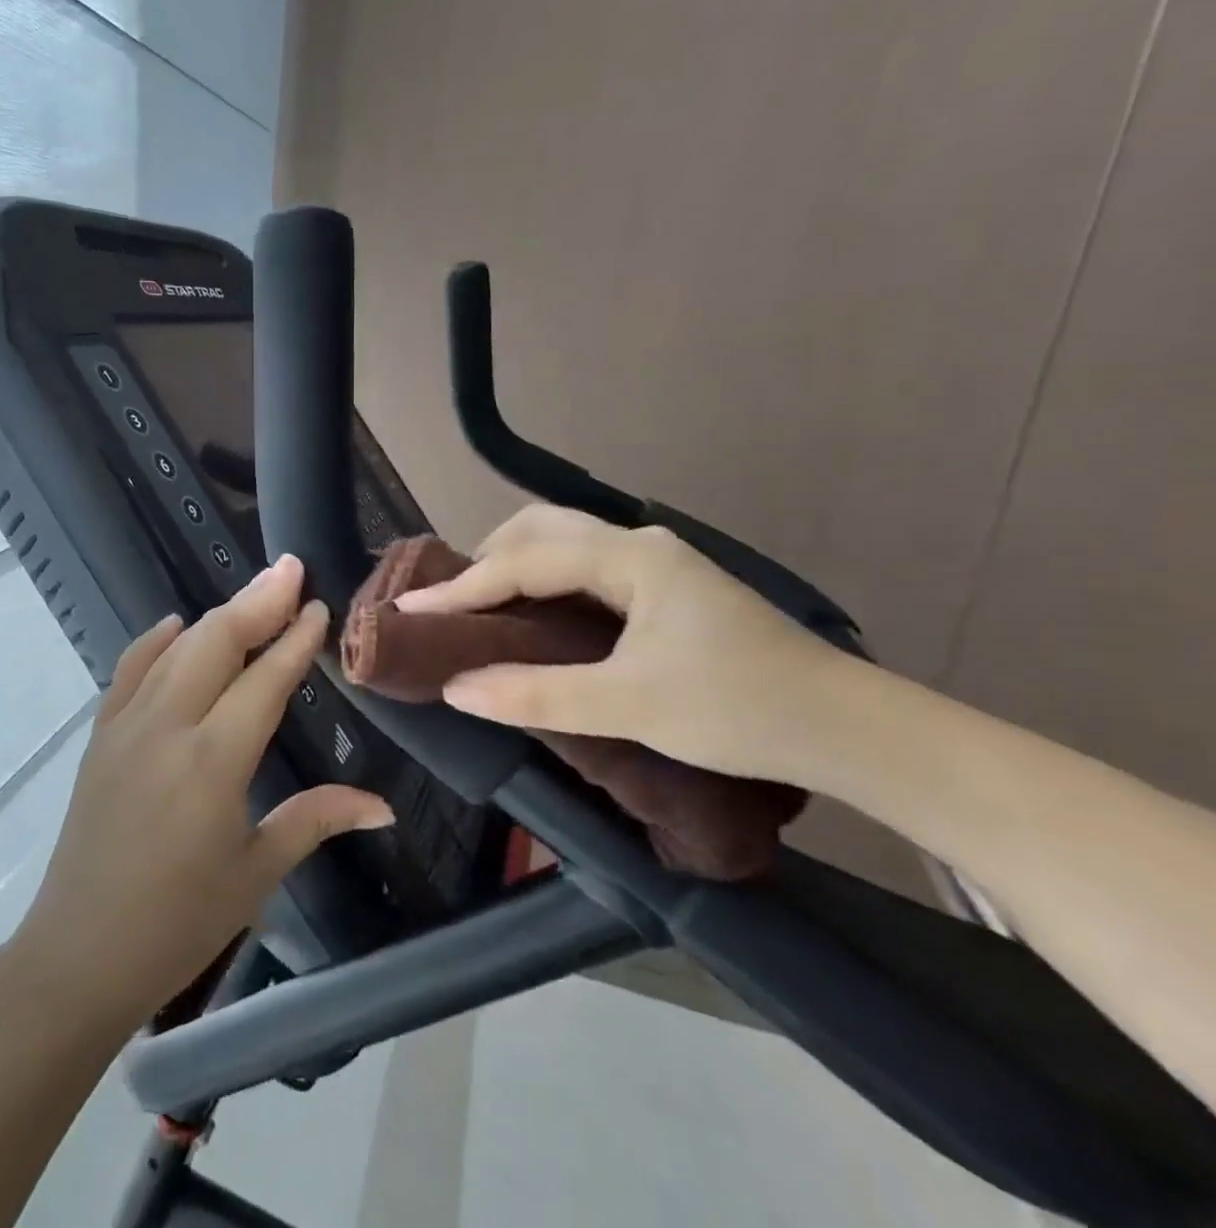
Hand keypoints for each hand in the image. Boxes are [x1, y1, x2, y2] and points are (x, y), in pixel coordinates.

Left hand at [14, 555, 394, 1028]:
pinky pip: (129, 670)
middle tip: (291, 570)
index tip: (318, 606)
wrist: (79, 954)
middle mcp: (168, 727)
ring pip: (177, 649)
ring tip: (254, 593)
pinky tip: (178, 626)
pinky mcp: (99, 736)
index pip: (264, 680)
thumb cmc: (179, 923)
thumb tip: (382, 805)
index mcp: (214, 762)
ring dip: (217, 616)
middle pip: (217, 643)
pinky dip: (156, 642)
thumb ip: (315, 820)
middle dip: (258, 601)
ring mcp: (126, 726)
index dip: (294, 640)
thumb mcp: (256, 872)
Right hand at [397, 506, 852, 784]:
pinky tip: (534, 612)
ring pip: (564, 543)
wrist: (847, 729)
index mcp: (630, 558)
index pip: (524, 562)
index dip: (462, 587)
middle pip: (540, 529)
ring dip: (515, 565)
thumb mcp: (629, 706)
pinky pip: (583, 566)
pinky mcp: (665, 588)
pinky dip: (543, 580)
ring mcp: (657, 563)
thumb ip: (536, 694)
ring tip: (481, 606)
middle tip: (451, 603)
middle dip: (486, 559)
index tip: (410, 607)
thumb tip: (455, 687)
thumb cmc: (738, 709)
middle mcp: (639, 545)